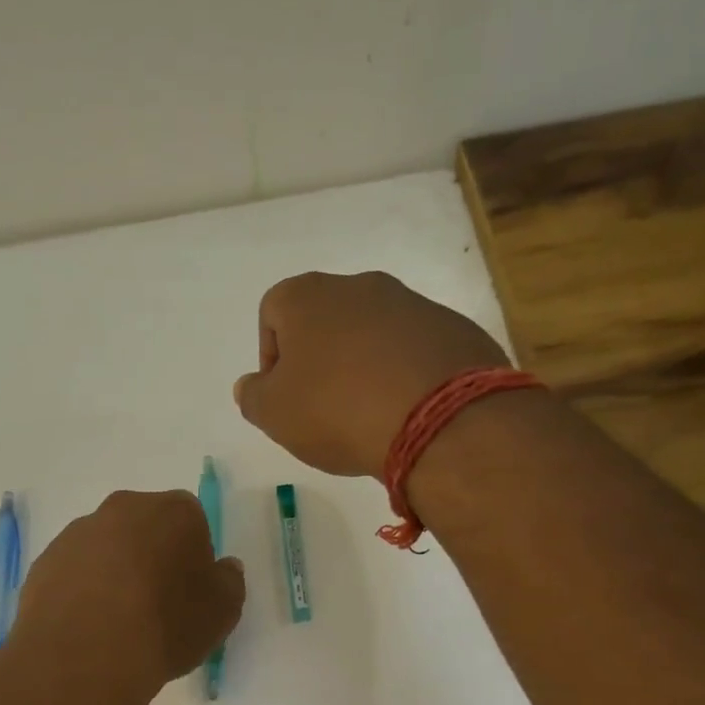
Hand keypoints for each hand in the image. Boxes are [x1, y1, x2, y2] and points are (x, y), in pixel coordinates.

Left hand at [12, 490, 244, 693]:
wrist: (85, 656)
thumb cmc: (166, 625)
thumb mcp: (222, 612)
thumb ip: (229, 582)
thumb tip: (222, 568)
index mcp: (171, 511)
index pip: (191, 520)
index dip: (194, 555)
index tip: (191, 590)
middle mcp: (121, 510)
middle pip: (144, 527)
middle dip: (152, 556)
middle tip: (157, 603)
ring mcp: (76, 535)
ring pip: (106, 548)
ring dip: (115, 573)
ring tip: (119, 622)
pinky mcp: (44, 563)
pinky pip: (74, 572)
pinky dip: (83, 591)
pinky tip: (90, 628)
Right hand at [234, 271, 509, 480]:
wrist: (438, 418)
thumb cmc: (337, 410)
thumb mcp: (275, 415)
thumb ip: (253, 397)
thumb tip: (251, 385)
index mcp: (308, 297)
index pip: (273, 311)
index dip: (271, 354)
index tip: (283, 395)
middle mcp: (360, 286)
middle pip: (326, 319)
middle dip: (321, 359)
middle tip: (323, 407)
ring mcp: (413, 303)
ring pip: (374, 332)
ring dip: (364, 365)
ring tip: (369, 414)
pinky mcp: (453, 329)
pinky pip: (416, 349)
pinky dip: (405, 374)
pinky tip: (407, 411)